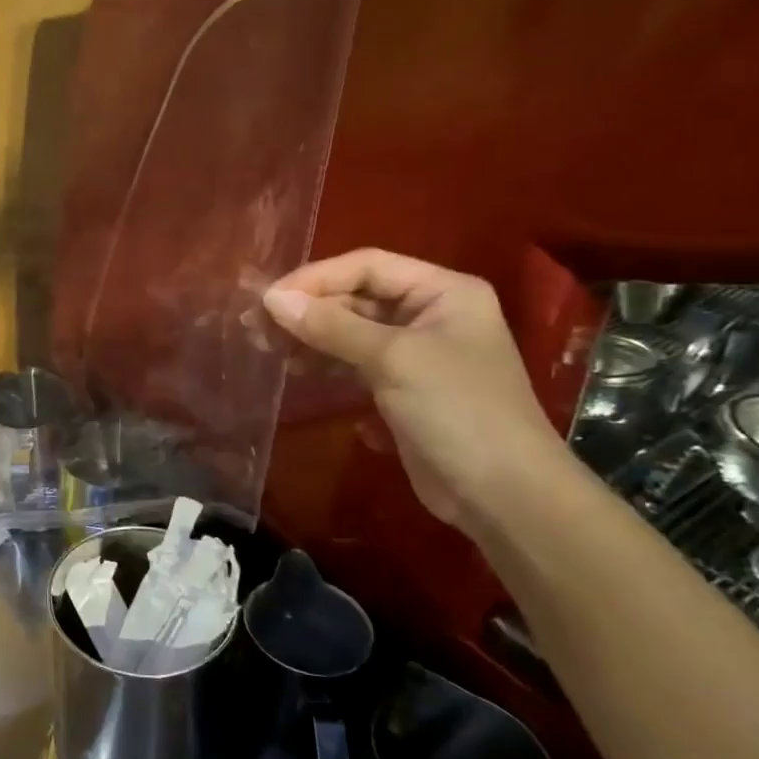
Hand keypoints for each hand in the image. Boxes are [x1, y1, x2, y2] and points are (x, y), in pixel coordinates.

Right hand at [262, 249, 564, 528]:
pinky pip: (355, 364)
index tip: (268, 299)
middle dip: (309, 309)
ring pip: (352, 332)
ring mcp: (417, 355)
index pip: (368, 266)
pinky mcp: (403, 390)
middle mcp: (431, 316)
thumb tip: (272, 299)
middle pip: (358, 297)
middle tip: (256, 326)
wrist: (502, 493)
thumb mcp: (392, 358)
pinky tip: (295, 372)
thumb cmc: (456, 410)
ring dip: (311, 337)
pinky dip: (326, 364)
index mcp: (444, 292)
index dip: (316, 278)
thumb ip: (331, 325)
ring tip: (266, 347)